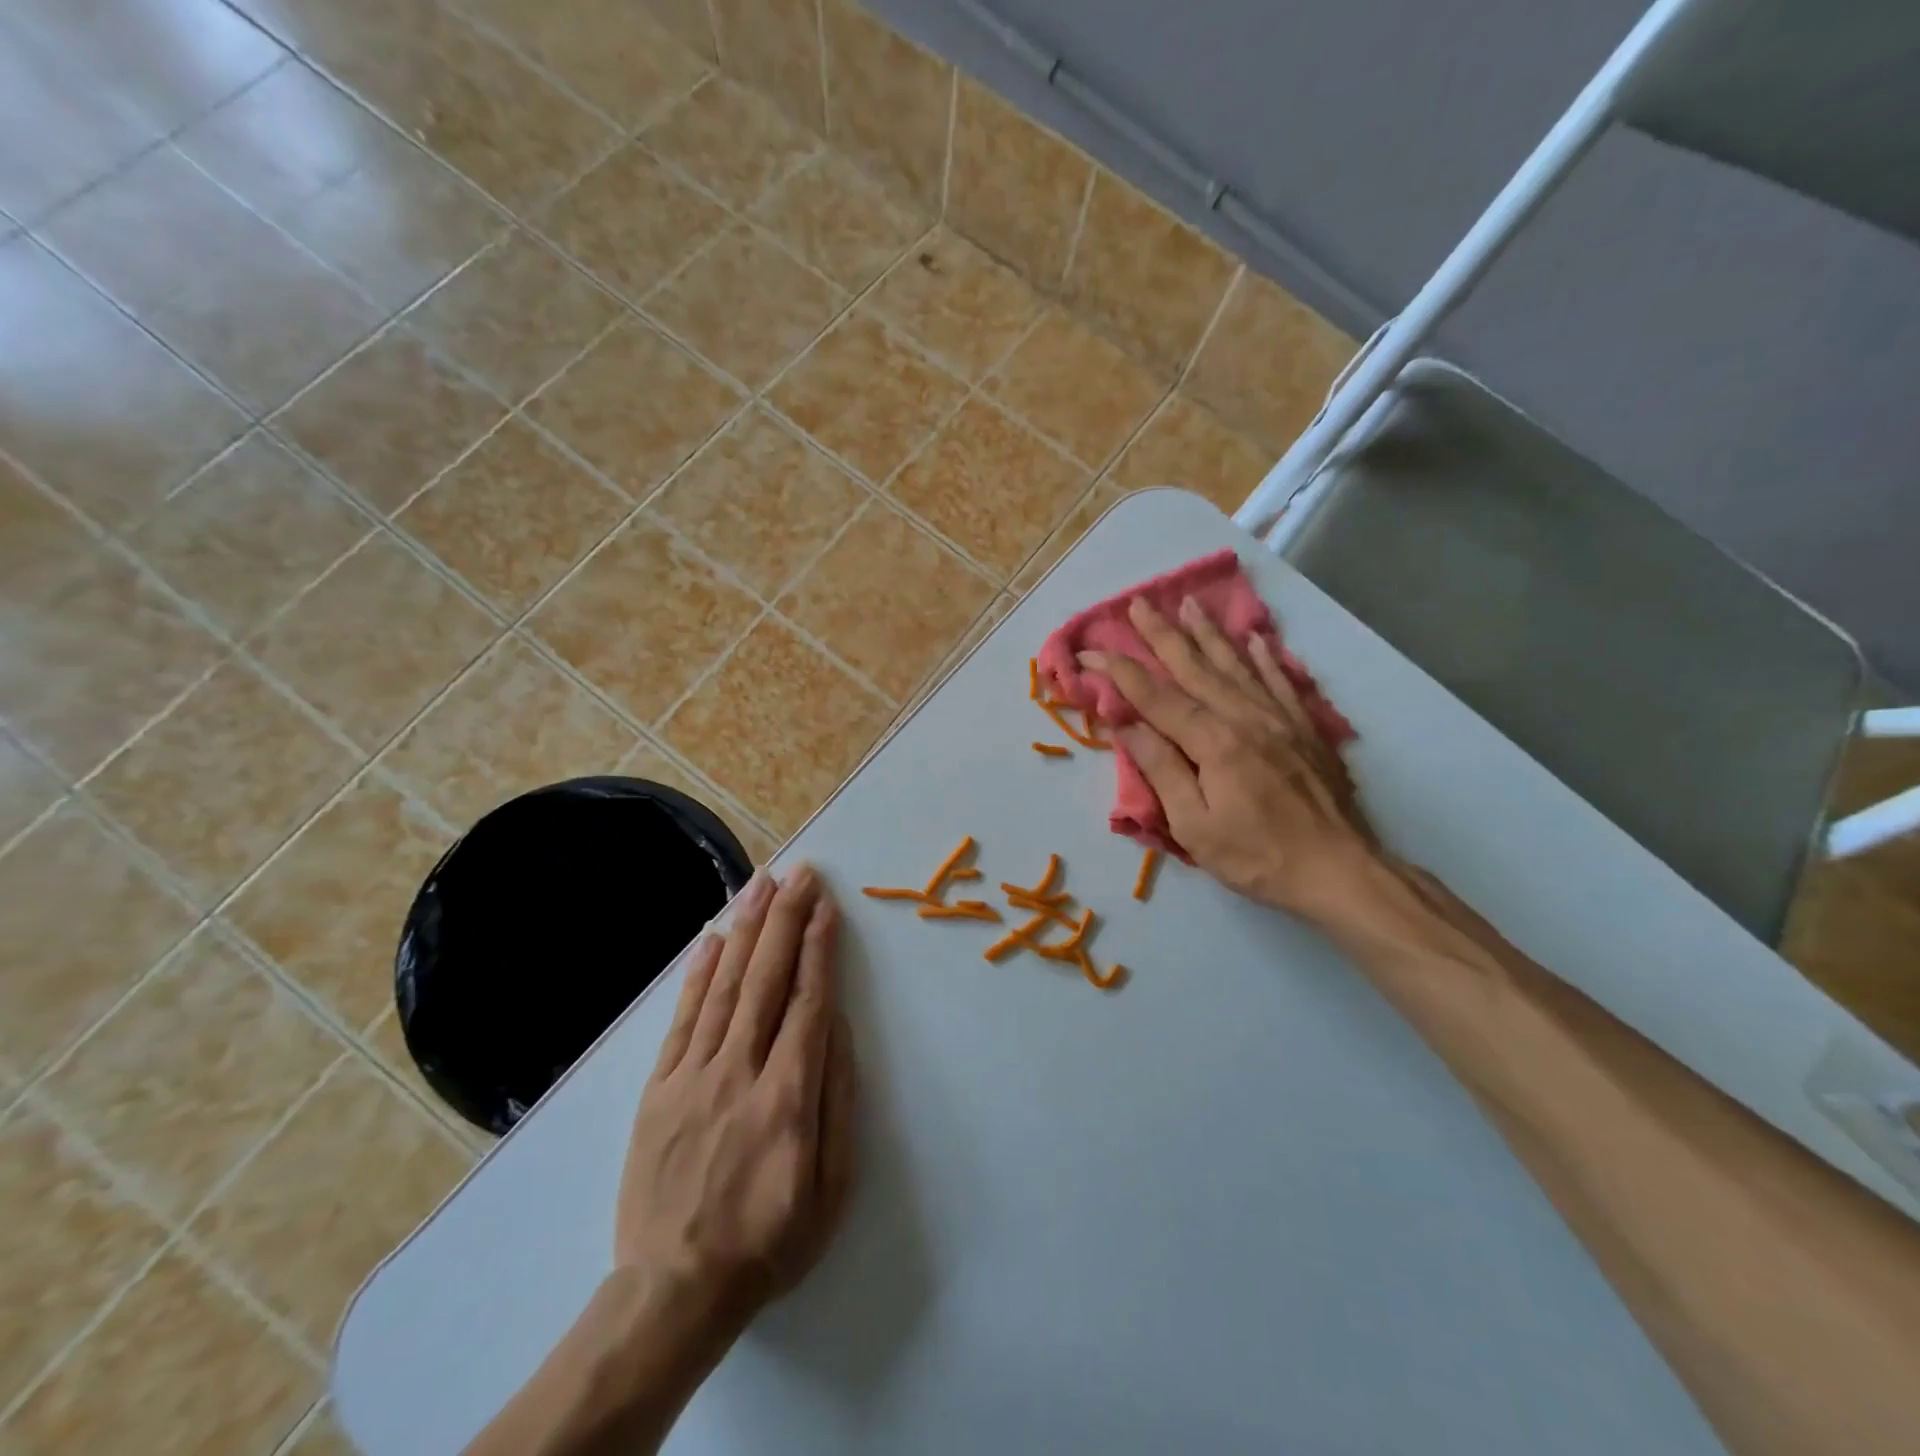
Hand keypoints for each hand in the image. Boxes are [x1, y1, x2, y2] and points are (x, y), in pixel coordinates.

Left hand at [615, 864, 857, 1344]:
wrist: (674, 1292)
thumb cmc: (770, 1241)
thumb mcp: (832, 1187)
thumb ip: (838, 1099)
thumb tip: (835, 1026)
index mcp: (789, 1097)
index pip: (808, 1001)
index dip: (818, 947)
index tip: (825, 905)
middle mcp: (740, 1072)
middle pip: (767, 978)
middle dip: (786, 918)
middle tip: (799, 873)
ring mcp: (692, 1077)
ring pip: (725, 986)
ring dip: (746, 929)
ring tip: (761, 884)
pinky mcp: (658, 1089)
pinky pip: (682, 1019)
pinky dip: (698, 974)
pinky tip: (711, 938)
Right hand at [1081, 595, 1385, 923]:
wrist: (1340, 871)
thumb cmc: (1258, 857)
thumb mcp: (1195, 826)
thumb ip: (1162, 770)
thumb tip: (1126, 726)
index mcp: (1213, 742)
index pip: (1155, 698)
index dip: (1120, 672)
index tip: (1090, 651)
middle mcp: (1245, 717)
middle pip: (1195, 668)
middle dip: (1162, 635)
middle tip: (1138, 604)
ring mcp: (1280, 719)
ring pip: (1237, 665)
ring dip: (1209, 634)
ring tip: (1190, 605)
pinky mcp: (1306, 729)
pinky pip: (1282, 682)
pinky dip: (1266, 658)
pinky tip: (1256, 639)